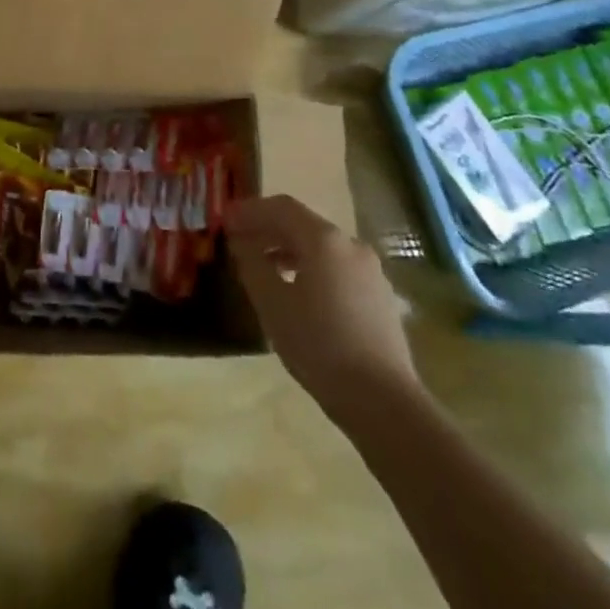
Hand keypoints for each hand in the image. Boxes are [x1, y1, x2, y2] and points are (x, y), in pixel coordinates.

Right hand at [226, 194, 417, 403]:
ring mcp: (370, 271)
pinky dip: (311, 268)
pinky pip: (337, 268)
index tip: (225, 220)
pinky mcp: (380, 296)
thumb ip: (252, 264)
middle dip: (268, 229)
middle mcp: (350, 245)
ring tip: (264, 268)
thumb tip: (242, 243)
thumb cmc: (320, 345)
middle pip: (303, 224)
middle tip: (239, 242)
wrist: (384, 401)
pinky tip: (298, 292)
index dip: (250, 210)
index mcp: (324, 240)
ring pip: (321, 247)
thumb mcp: (272, 304)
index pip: (281, 207)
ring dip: (289, 250)